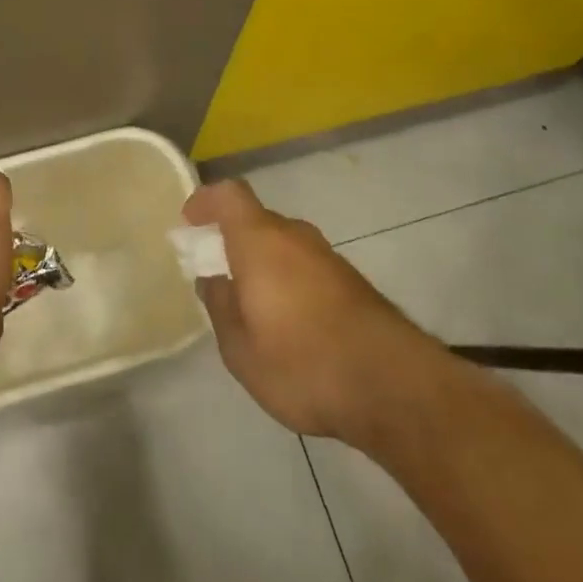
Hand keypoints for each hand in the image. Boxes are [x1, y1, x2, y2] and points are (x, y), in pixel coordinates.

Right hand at [186, 179, 441, 446]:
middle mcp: (295, 236)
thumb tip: (213, 279)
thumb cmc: (301, 362)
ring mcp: (328, 257)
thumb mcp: (240, 348)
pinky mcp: (352, 282)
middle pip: (257, 220)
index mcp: (260, 240)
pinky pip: (306, 266)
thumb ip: (220, 306)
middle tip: (218, 276)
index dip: (206, 201)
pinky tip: (290, 324)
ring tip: (252, 307)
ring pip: (284, 245)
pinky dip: (289, 281)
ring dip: (263, 263)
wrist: (392, 386)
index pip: (229, 195)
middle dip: (233, 240)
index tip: (190, 223)